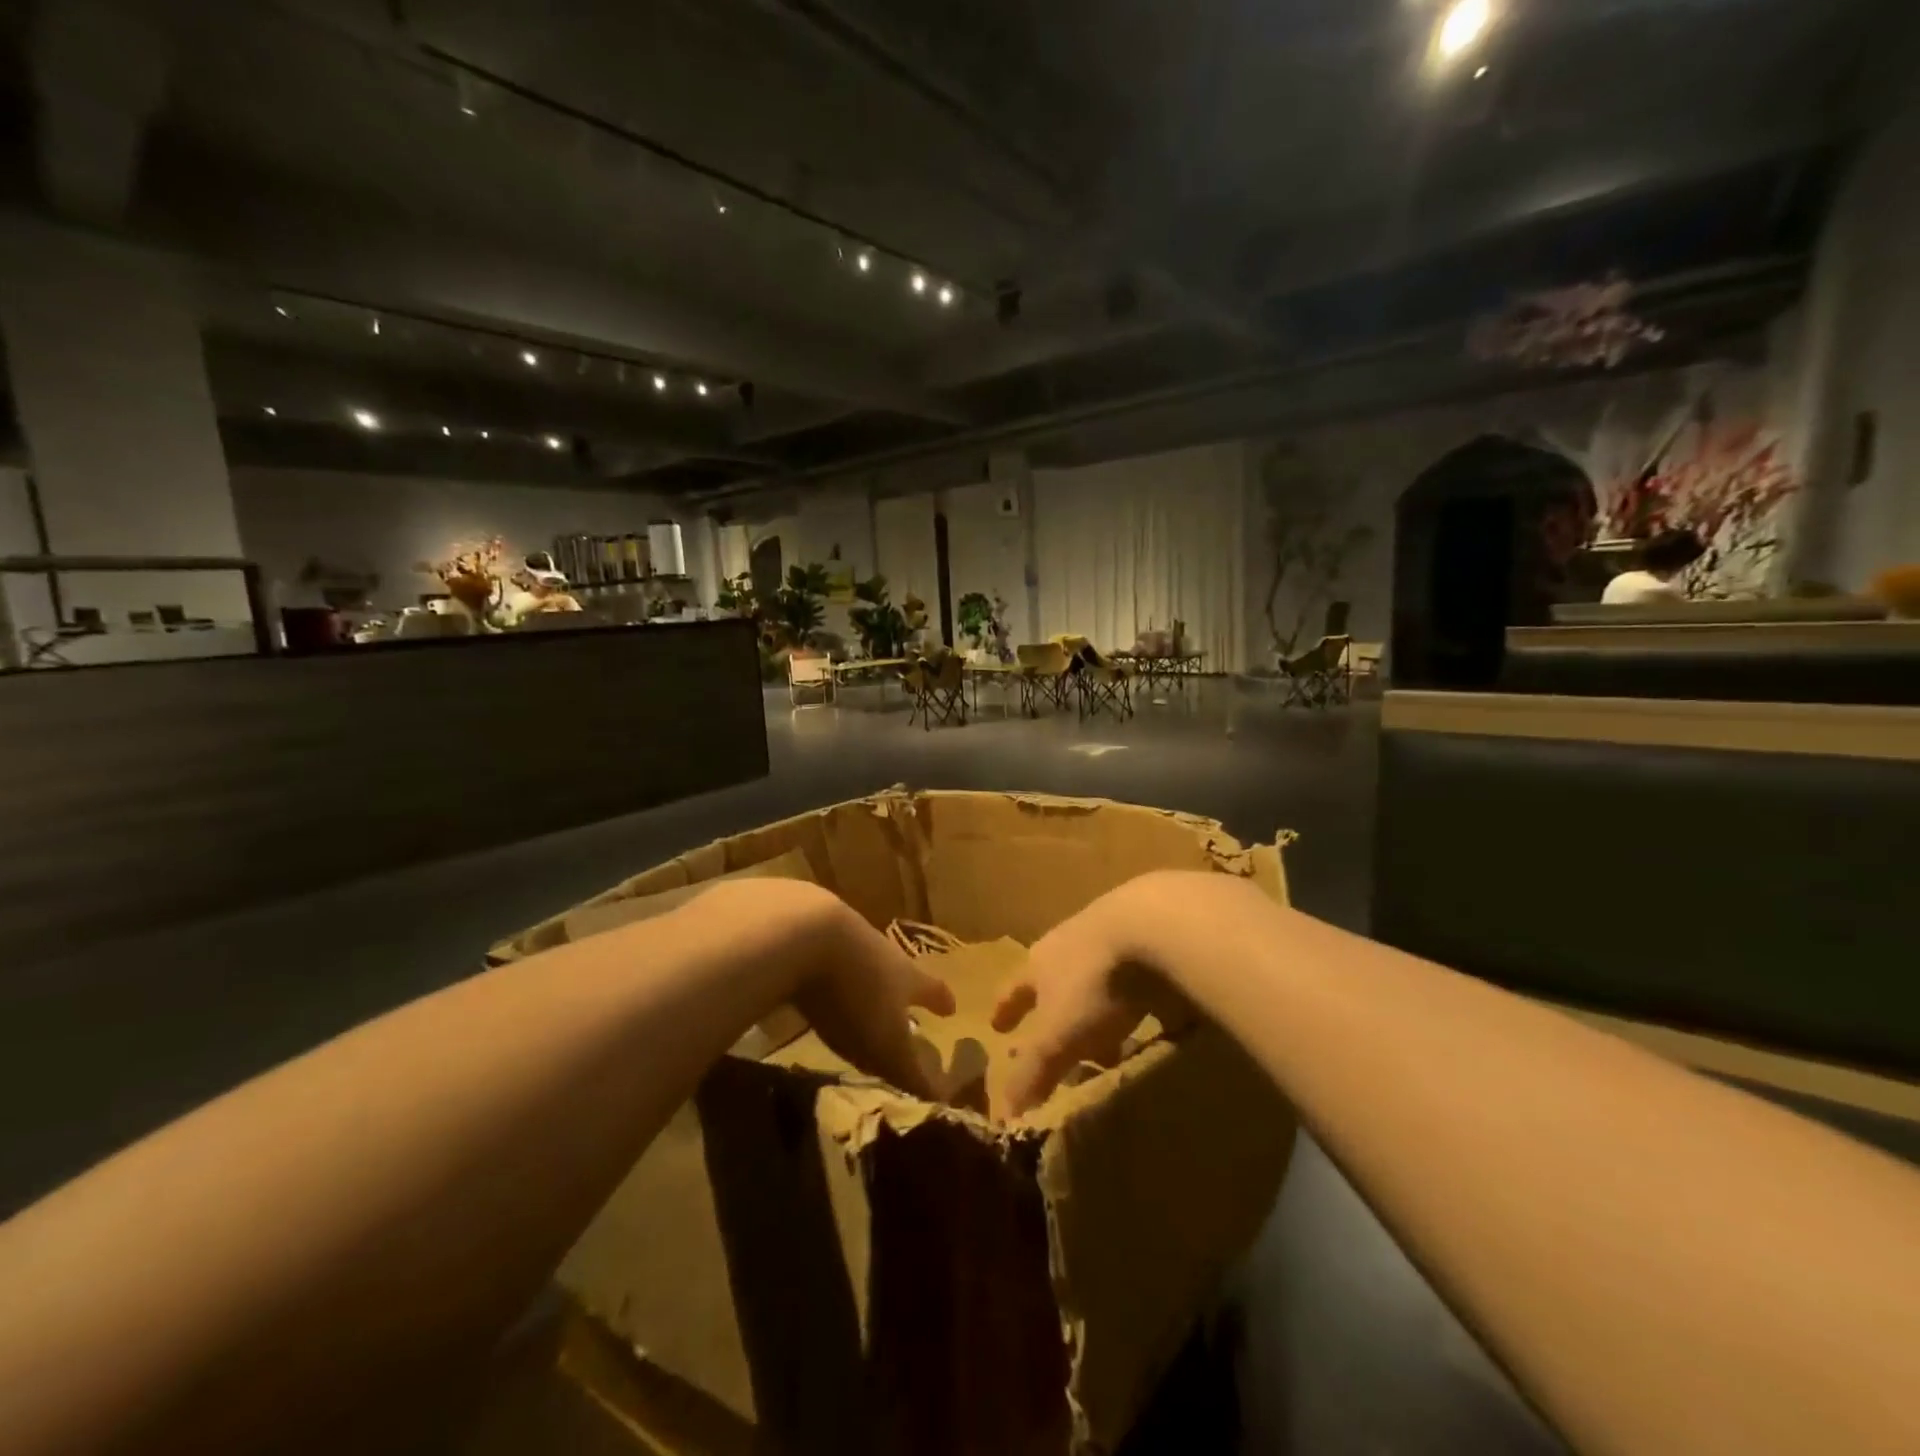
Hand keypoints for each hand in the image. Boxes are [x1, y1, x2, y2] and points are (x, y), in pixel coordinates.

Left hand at [786, 889, 956, 1100]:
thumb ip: (912, 1076)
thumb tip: (946, 1106)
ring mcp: (844, 938)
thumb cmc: (858, 995)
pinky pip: (824, 958)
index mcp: (907, 976)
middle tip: (903, 1005)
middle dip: (901, 989)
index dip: (942, 1000)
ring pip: (862, 961)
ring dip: (865, 979)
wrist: (805, 933)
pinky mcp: (807, 933)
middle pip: (897, 971)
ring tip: (860, 996)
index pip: (933, 989)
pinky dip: (827, 972)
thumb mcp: (886, 1046)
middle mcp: (881, 952)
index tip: (952, 1007)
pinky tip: (814, 984)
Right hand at [991, 875, 1195, 1117]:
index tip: (995, 1027)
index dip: (1005, 1010)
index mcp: (1040, 963)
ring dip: (1096, 1007)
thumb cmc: (1094, 983)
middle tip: (1055, 1039)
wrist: (1154, 924)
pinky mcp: (1152, 937)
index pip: (1013, 990)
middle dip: (1053, 1011)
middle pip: (1054, 980)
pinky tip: (1153, 1016)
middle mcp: (1069, 943)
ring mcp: (1112, 935)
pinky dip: (1138, 997)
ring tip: (1108, 1038)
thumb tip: (1001, 1117)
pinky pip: (1138, 975)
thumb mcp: (1059, 1036)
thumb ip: (1032, 1073)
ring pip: (1095, 977)